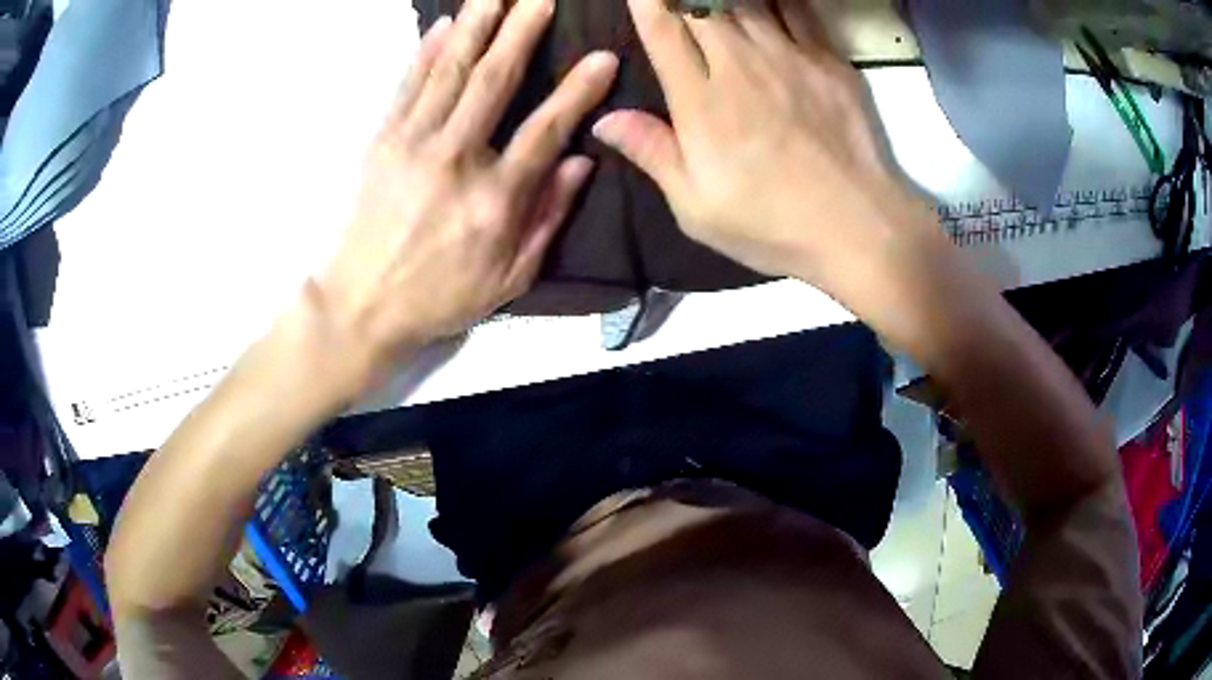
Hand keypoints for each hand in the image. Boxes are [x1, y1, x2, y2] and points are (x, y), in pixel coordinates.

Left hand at [316, 0, 617, 364]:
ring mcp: (412, 145)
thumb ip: (548, 217)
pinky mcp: (382, 142)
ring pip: (451, 72)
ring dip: (476, 26)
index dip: (577, 91)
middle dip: (521, 30)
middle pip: (493, 81)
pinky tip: (443, 24)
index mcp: (495, 199)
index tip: (603, 56)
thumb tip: (582, 162)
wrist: (360, 305)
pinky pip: (407, 86)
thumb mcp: (510, 278)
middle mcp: (455, 160)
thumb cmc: (439, 298)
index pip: (546, 129)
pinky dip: (426, 52)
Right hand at [592, 0, 932, 287]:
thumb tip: (603, 119)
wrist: (857, 226)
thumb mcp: (697, 207)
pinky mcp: (828, 61)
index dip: (646, 2)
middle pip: (700, 5)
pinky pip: (796, 10)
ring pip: (747, 1)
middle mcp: (740, 65)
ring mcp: (789, 57)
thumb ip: (653, 153)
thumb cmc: (771, 224)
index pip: (663, 31)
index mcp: (701, 101)